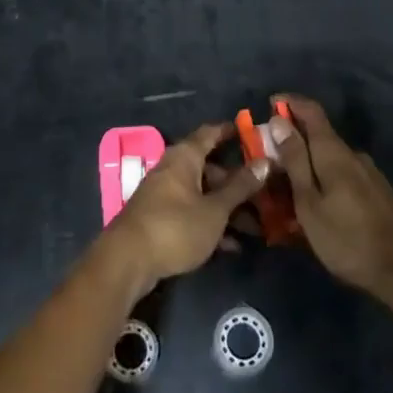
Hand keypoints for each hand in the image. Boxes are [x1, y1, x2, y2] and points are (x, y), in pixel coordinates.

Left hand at [103, 122, 269, 295]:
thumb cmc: (175, 226)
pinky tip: (232, 246)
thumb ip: (240, 187)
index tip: (251, 133)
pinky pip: (192, 213)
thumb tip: (265, 162)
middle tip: (265, 195)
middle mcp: (173, 169)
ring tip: (256, 227)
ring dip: (227, 208)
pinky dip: (210, 223)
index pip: (210, 133)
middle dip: (237, 183)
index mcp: (184, 157)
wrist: (128, 261)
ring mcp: (164, 194)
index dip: (230, 132)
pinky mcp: (160, 218)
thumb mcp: (215, 209)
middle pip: (209, 168)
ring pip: (203, 193)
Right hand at [267, 95, 392, 299]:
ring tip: (289, 185)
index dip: (290, 102)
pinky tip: (317, 201)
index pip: (311, 111)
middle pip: (320, 134)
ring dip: (308, 161)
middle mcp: (353, 154)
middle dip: (293, 138)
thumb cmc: (347, 238)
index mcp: (334, 152)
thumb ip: (295, 161)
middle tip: (269, 156)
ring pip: (331, 157)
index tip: (270, 104)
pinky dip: (324, 177)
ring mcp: (369, 173)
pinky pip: (343, 173)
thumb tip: (279, 121)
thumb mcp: (309, 202)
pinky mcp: (377, 192)